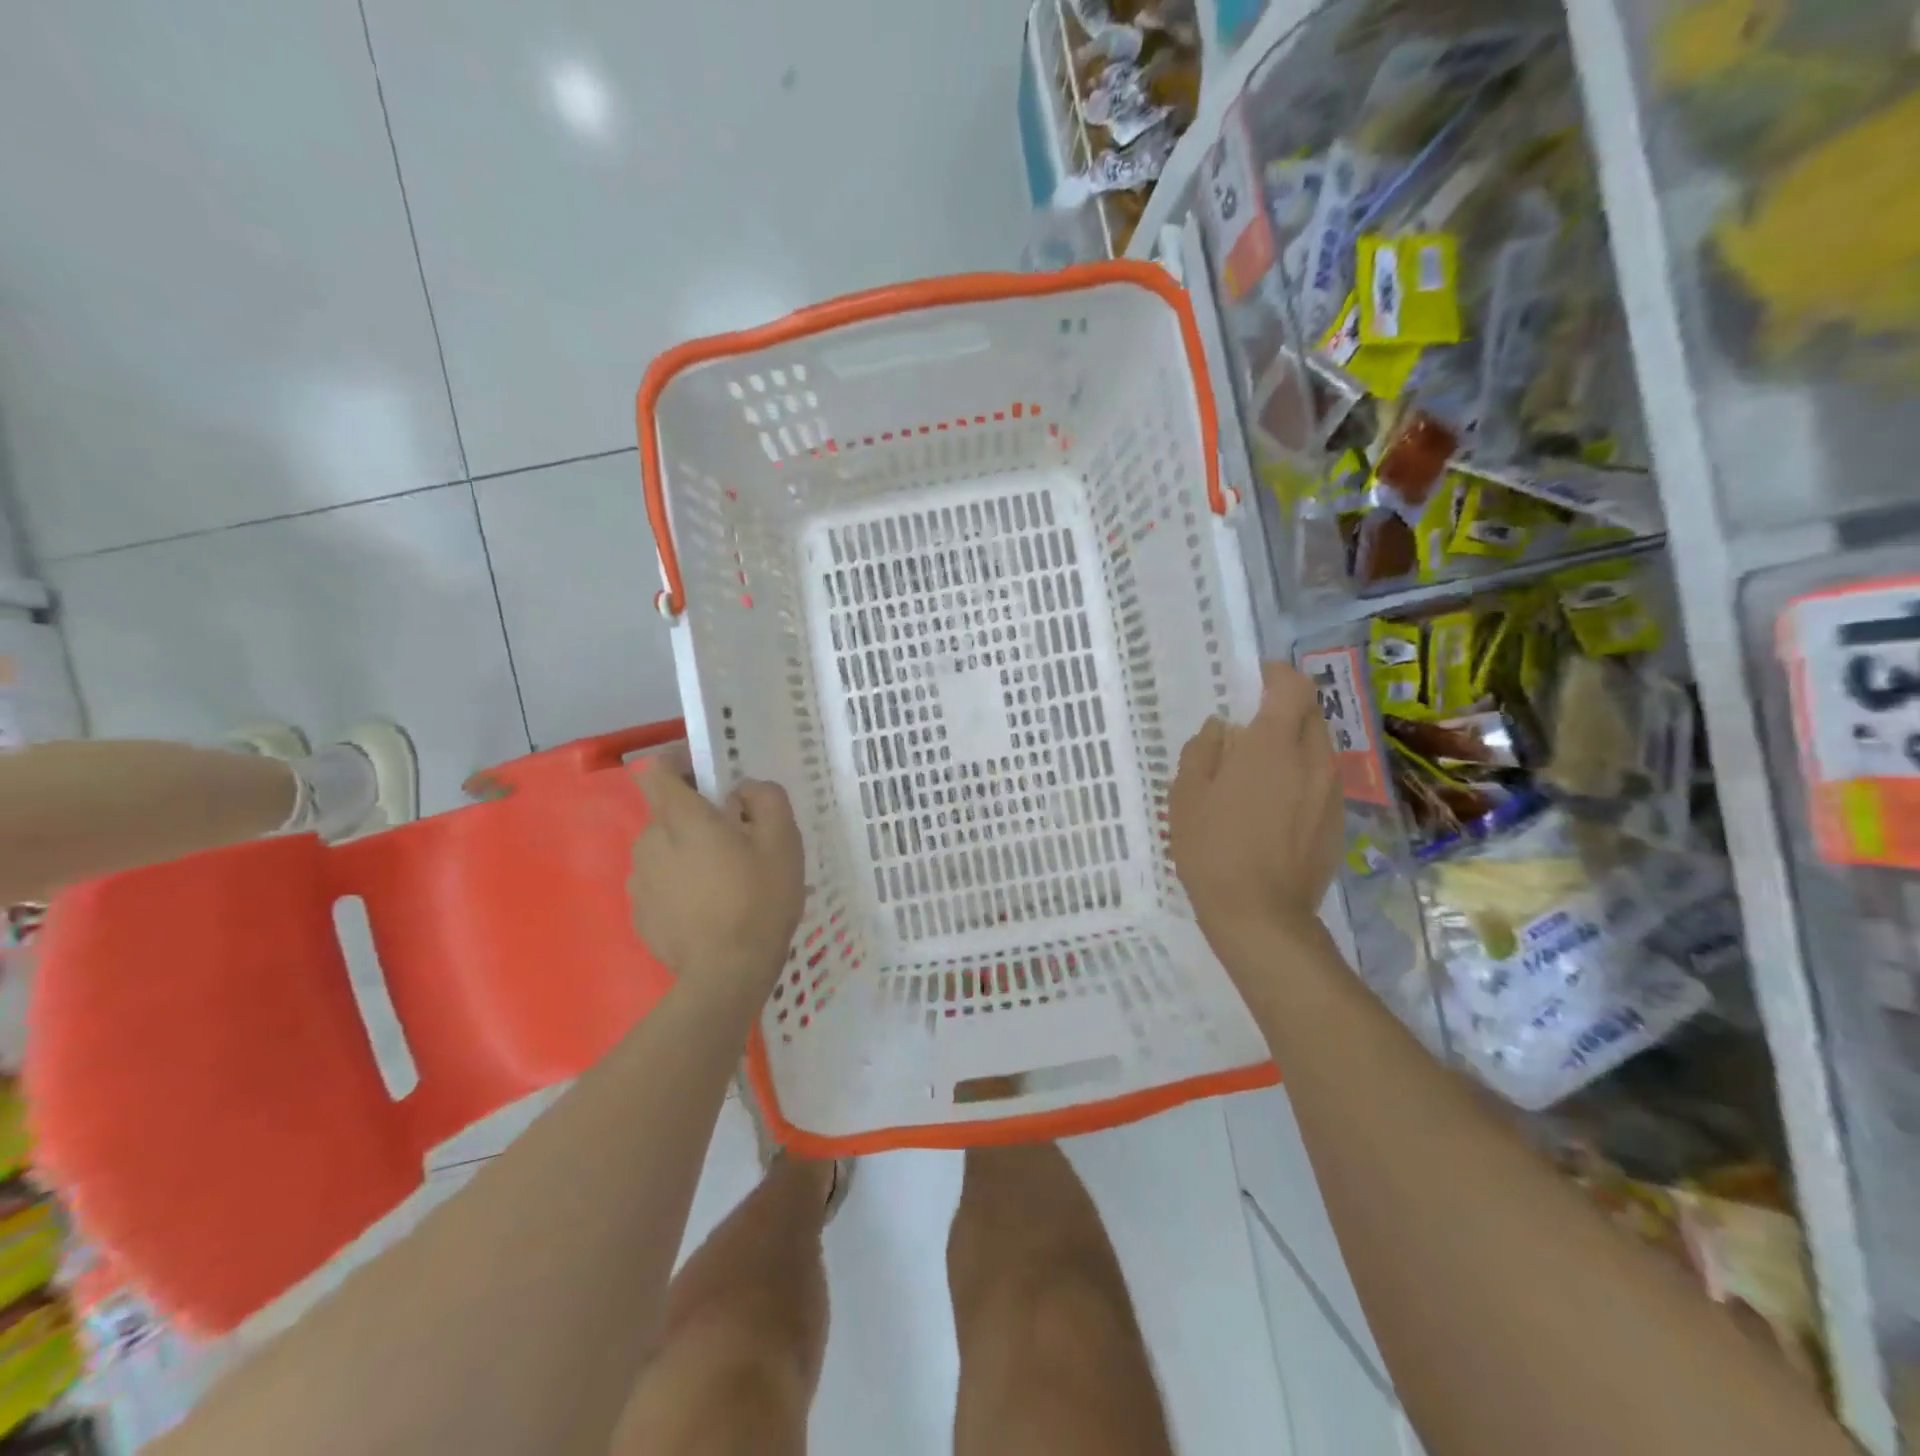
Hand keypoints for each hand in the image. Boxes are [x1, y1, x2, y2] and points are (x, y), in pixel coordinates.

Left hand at [629, 763, 805, 996]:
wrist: (727, 975)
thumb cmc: (759, 899)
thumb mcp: (783, 841)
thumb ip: (767, 799)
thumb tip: (745, 790)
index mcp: (680, 818)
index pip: (657, 770)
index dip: (679, 763)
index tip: (707, 775)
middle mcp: (649, 842)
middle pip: (667, 813)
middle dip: (696, 816)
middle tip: (735, 838)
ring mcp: (640, 882)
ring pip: (663, 850)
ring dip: (687, 853)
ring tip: (724, 880)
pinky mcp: (640, 915)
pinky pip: (661, 885)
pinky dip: (680, 886)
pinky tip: (710, 909)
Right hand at [1169, 662, 1343, 956]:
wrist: (1261, 915)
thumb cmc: (1213, 849)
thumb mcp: (1187, 795)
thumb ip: (1203, 751)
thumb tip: (1221, 730)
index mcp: (1273, 746)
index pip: (1292, 686)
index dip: (1277, 674)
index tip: (1256, 678)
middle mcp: (1313, 760)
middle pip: (1312, 713)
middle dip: (1287, 707)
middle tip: (1254, 724)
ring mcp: (1331, 793)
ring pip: (1320, 748)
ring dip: (1295, 743)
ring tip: (1262, 768)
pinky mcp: (1338, 822)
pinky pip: (1323, 781)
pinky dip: (1303, 776)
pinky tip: (1275, 805)